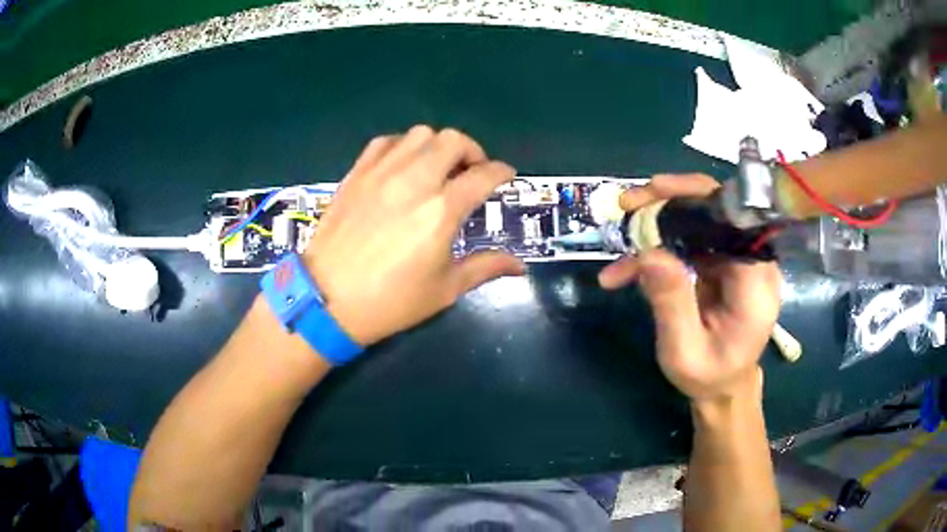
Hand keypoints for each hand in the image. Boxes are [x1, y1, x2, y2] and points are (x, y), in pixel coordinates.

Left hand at [303, 126, 524, 345]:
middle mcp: (414, 181)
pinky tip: (403, 166)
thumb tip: (519, 265)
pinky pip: (385, 142)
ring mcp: (381, 173)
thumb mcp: (444, 290)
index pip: (483, 175)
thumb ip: (485, 267)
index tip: (506, 176)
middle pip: (453, 141)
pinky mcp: (357, 174)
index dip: (502, 172)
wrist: (327, 300)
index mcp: (441, 211)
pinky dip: (402, 147)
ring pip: (420, 134)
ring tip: (437, 168)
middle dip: (472, 151)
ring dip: (437, 145)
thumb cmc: (390, 301)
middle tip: (471, 172)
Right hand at [598, 174, 780, 402]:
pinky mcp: (725, 262)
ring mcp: (739, 260)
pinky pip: (694, 238)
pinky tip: (632, 263)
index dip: (697, 197)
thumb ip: (671, 303)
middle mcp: (754, 263)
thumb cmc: (708, 376)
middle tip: (627, 206)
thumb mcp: (683, 352)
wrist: (724, 387)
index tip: (653, 191)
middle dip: (670, 200)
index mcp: (755, 285)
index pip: (735, 221)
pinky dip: (662, 243)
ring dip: (661, 219)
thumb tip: (649, 252)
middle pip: (718, 209)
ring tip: (623, 233)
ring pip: (703, 219)